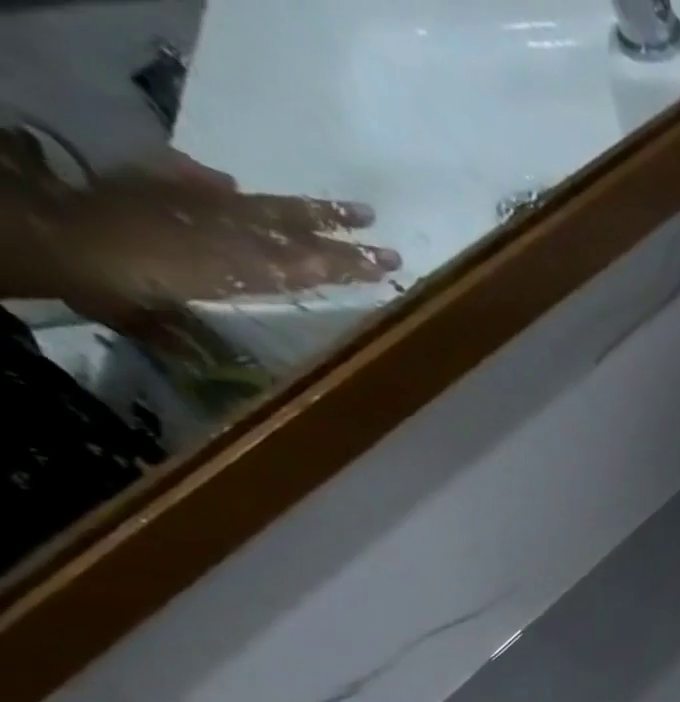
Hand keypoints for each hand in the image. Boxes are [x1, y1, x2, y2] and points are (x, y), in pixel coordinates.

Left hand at [26, 159, 398, 329]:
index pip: (309, 264)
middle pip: (297, 235)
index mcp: (243, 265)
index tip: (387, 267)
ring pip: (269, 210)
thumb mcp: (168, 307)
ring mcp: (199, 206)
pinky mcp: (160, 185)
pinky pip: (193, 181)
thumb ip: (210, 308)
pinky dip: (212, 184)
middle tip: (387, 246)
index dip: (347, 266)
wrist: (57, 241)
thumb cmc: (121, 285)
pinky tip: (228, 183)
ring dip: (312, 213)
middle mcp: (230, 231)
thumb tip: (235, 305)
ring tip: (355, 212)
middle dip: (343, 241)